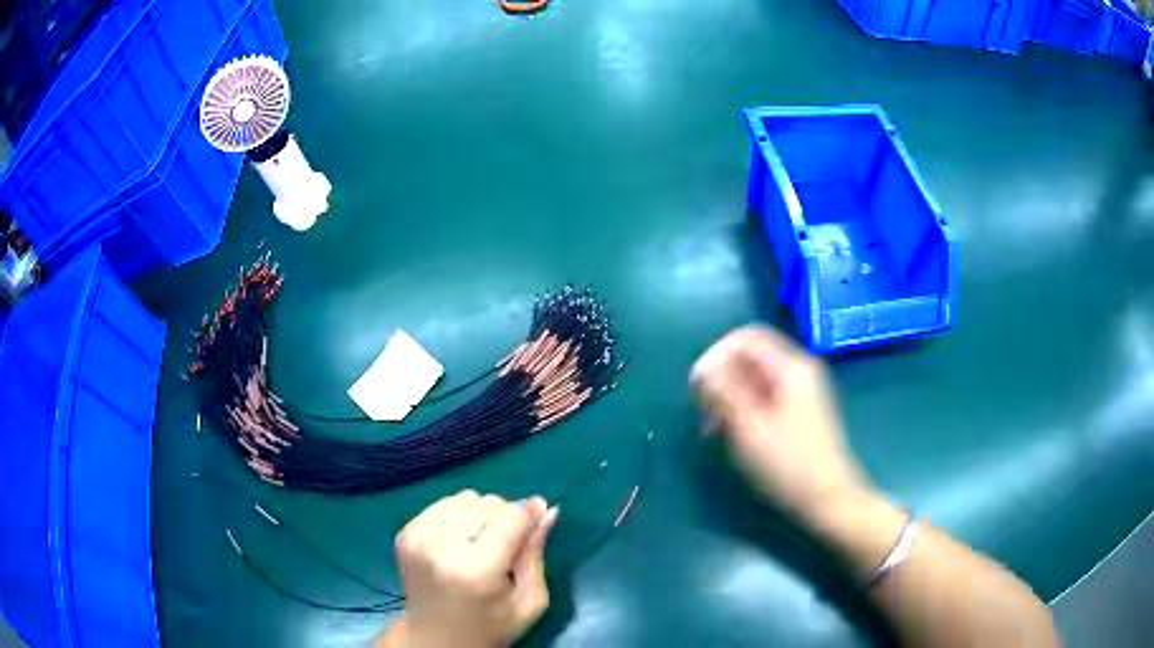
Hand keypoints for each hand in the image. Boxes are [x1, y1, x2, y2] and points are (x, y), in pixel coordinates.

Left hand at [388, 491, 558, 647]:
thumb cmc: (491, 626)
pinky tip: (459, 542)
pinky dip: (458, 516)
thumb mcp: (529, 602)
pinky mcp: (405, 534)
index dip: (530, 514)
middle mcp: (441, 548)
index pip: (512, 516)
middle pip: (488, 503)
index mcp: (476, 570)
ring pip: (466, 498)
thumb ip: (535, 554)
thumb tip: (547, 509)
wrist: (435, 639)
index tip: (539, 519)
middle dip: (506, 517)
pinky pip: (443, 503)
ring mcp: (418, 538)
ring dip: (481, 514)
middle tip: (506, 546)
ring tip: (481, 544)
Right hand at [691, 326, 869, 524]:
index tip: (697, 387)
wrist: (827, 497)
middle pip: (750, 355)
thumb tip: (704, 367)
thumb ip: (725, 391)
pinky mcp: (800, 410)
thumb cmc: (788, 463)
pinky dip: (744, 406)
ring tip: (713, 427)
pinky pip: (765, 394)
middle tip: (703, 409)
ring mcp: (802, 391)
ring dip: (729, 394)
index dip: (715, 355)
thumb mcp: (749, 427)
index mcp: (791, 367)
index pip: (745, 338)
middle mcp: (799, 370)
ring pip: (755, 377)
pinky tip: (732, 432)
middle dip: (721, 377)